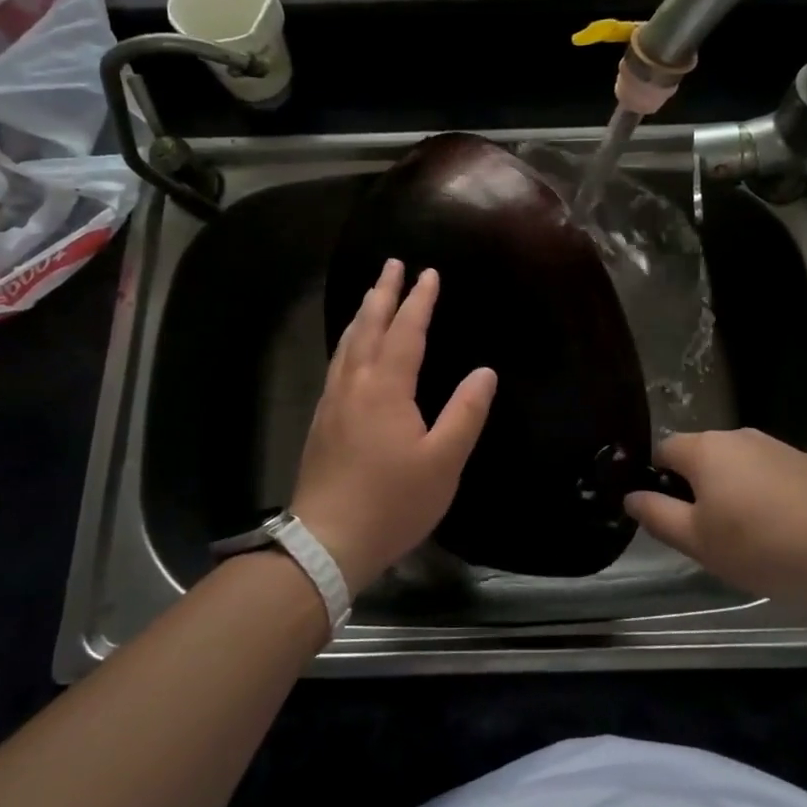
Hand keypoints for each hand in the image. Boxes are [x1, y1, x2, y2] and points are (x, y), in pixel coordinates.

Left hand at [291, 260, 496, 593]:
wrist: (327, 542)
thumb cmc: (392, 502)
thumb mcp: (443, 463)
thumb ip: (465, 414)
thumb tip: (485, 372)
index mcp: (386, 389)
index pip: (405, 332)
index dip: (419, 301)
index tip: (429, 272)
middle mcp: (354, 384)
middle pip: (368, 326)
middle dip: (383, 293)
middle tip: (392, 264)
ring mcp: (333, 401)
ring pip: (347, 343)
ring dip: (363, 314)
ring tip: (373, 294)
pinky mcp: (321, 420)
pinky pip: (337, 363)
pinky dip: (349, 341)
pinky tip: (351, 349)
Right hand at [624, 428, 806, 600]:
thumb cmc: (762, 543)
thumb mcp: (698, 541)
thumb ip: (657, 515)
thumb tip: (631, 495)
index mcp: (703, 449)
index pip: (662, 451)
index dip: (657, 481)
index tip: (669, 516)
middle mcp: (735, 436)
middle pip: (700, 457)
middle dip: (696, 490)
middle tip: (707, 535)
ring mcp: (774, 446)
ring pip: (735, 467)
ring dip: (731, 494)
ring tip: (748, 539)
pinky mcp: (804, 462)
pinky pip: (767, 475)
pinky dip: (763, 497)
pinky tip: (780, 531)